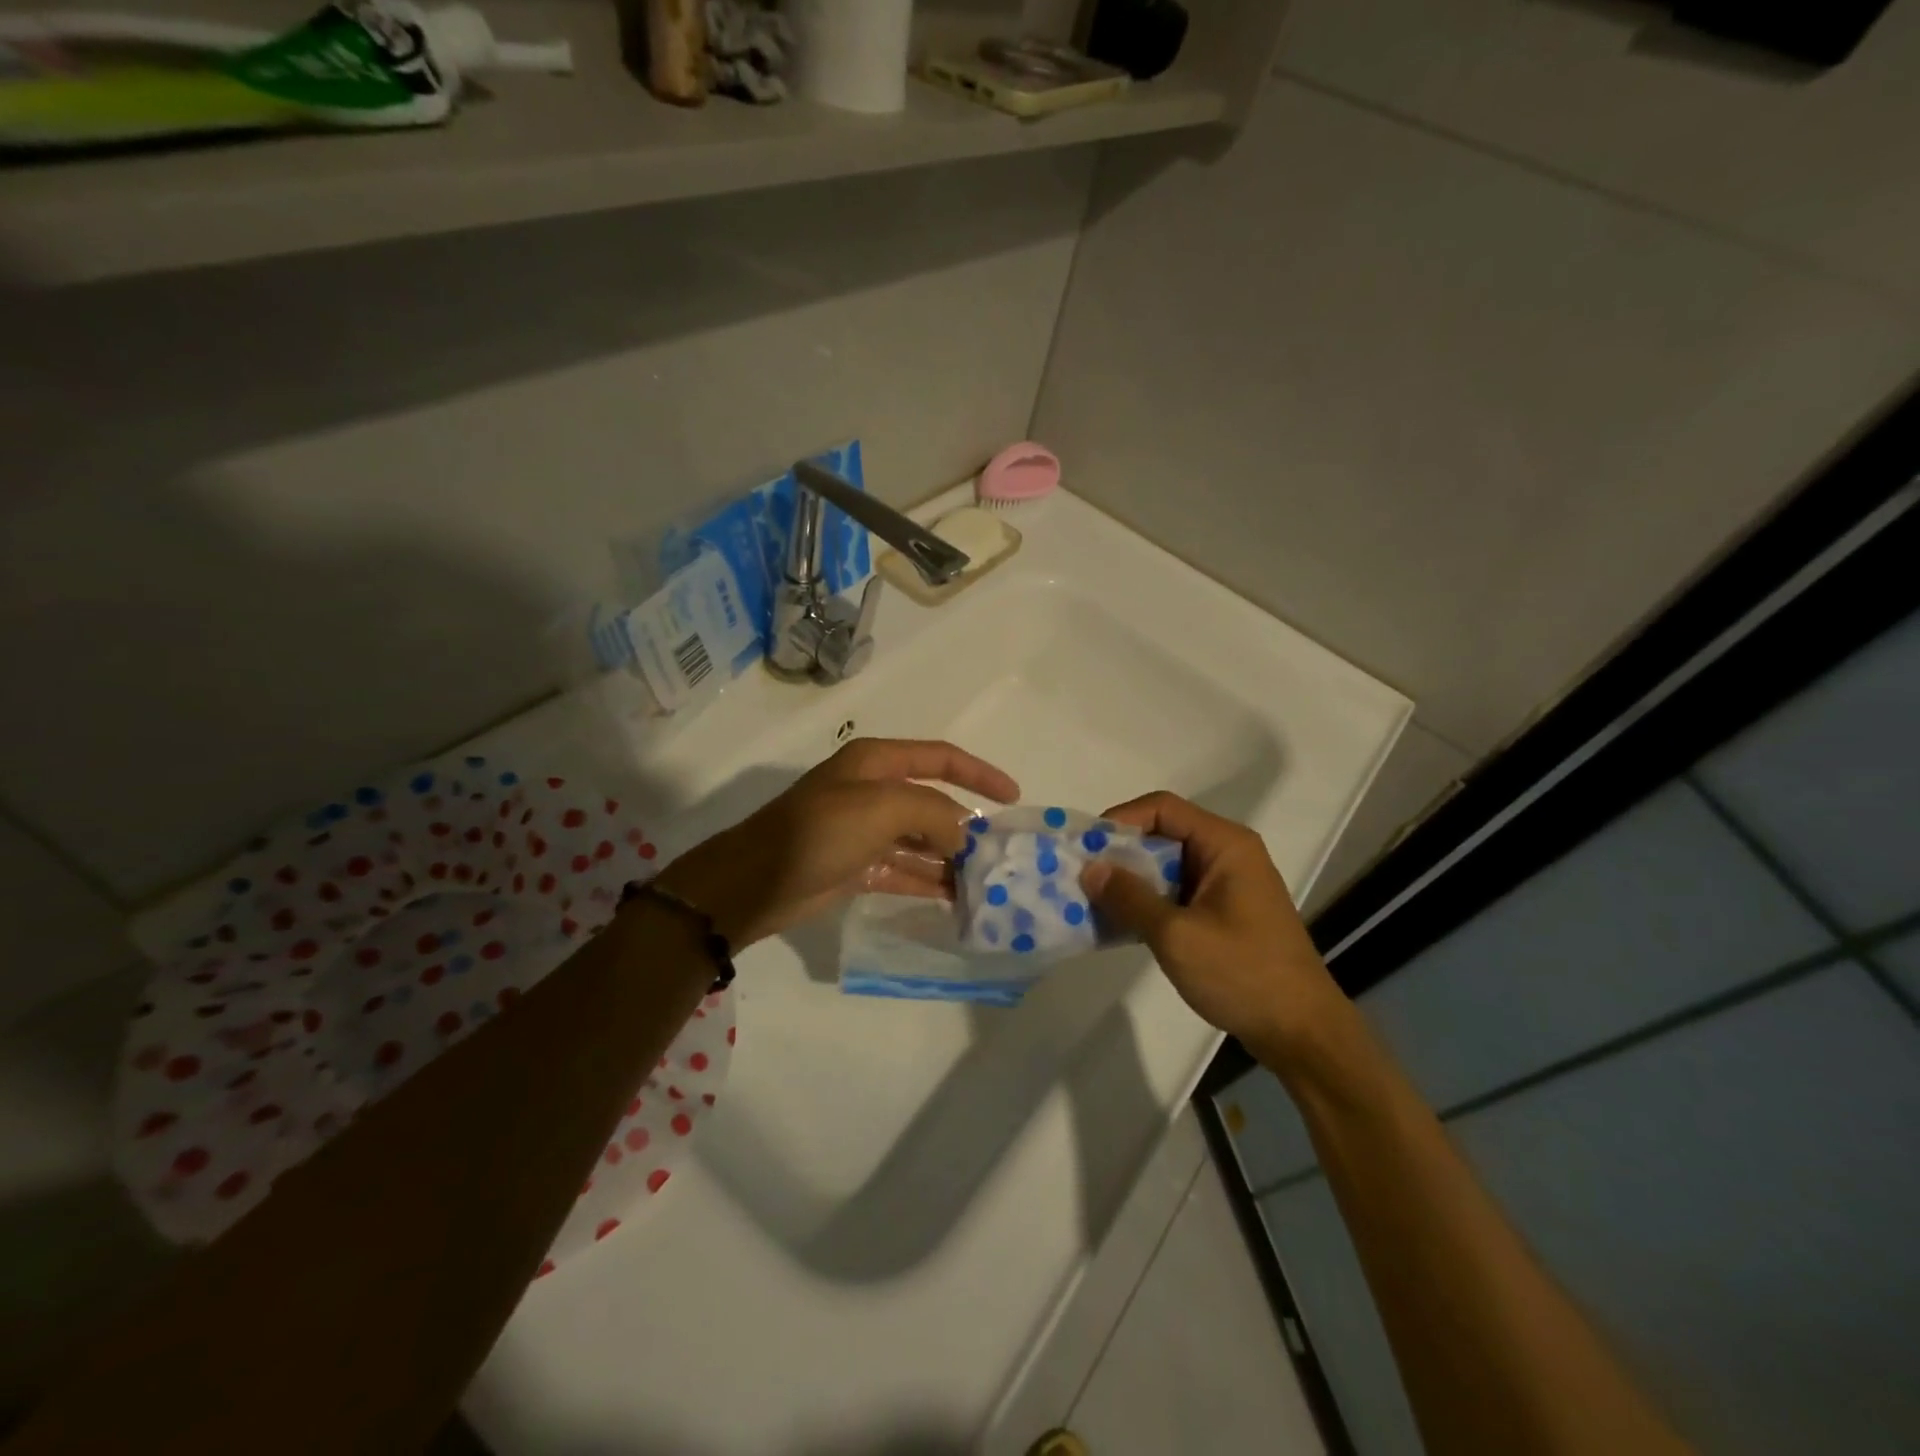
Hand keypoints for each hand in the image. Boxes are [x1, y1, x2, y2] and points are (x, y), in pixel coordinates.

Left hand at [655, 738, 1018, 947]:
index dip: (978, 772)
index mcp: (877, 763)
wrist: (755, 882)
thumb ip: (934, 814)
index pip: (940, 757)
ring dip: (952, 858)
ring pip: (922, 841)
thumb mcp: (882, 808)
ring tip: (988, 882)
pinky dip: (930, 881)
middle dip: (967, 825)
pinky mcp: (859, 867)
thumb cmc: (820, 830)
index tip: (1012, 797)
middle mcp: (873, 792)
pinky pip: (905, 870)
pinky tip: (958, 899)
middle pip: (933, 803)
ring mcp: (866, 832)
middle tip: (1003, 853)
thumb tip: (965, 836)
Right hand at [1080, 792, 1341, 1060]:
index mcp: (1225, 844)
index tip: (1086, 848)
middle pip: (1163, 834)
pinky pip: (1177, 893)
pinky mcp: (1224, 913)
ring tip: (1092, 902)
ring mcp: (1227, 885)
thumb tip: (1090, 868)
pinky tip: (1121, 924)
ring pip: (1167, 866)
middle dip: (1120, 854)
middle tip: (1081, 877)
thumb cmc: (1243, 974)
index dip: (1120, 820)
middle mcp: (1228, 854)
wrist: (1302, 1033)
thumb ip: (1130, 897)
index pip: (1162, 808)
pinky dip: (1148, 902)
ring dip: (1131, 882)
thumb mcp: (1177, 935)